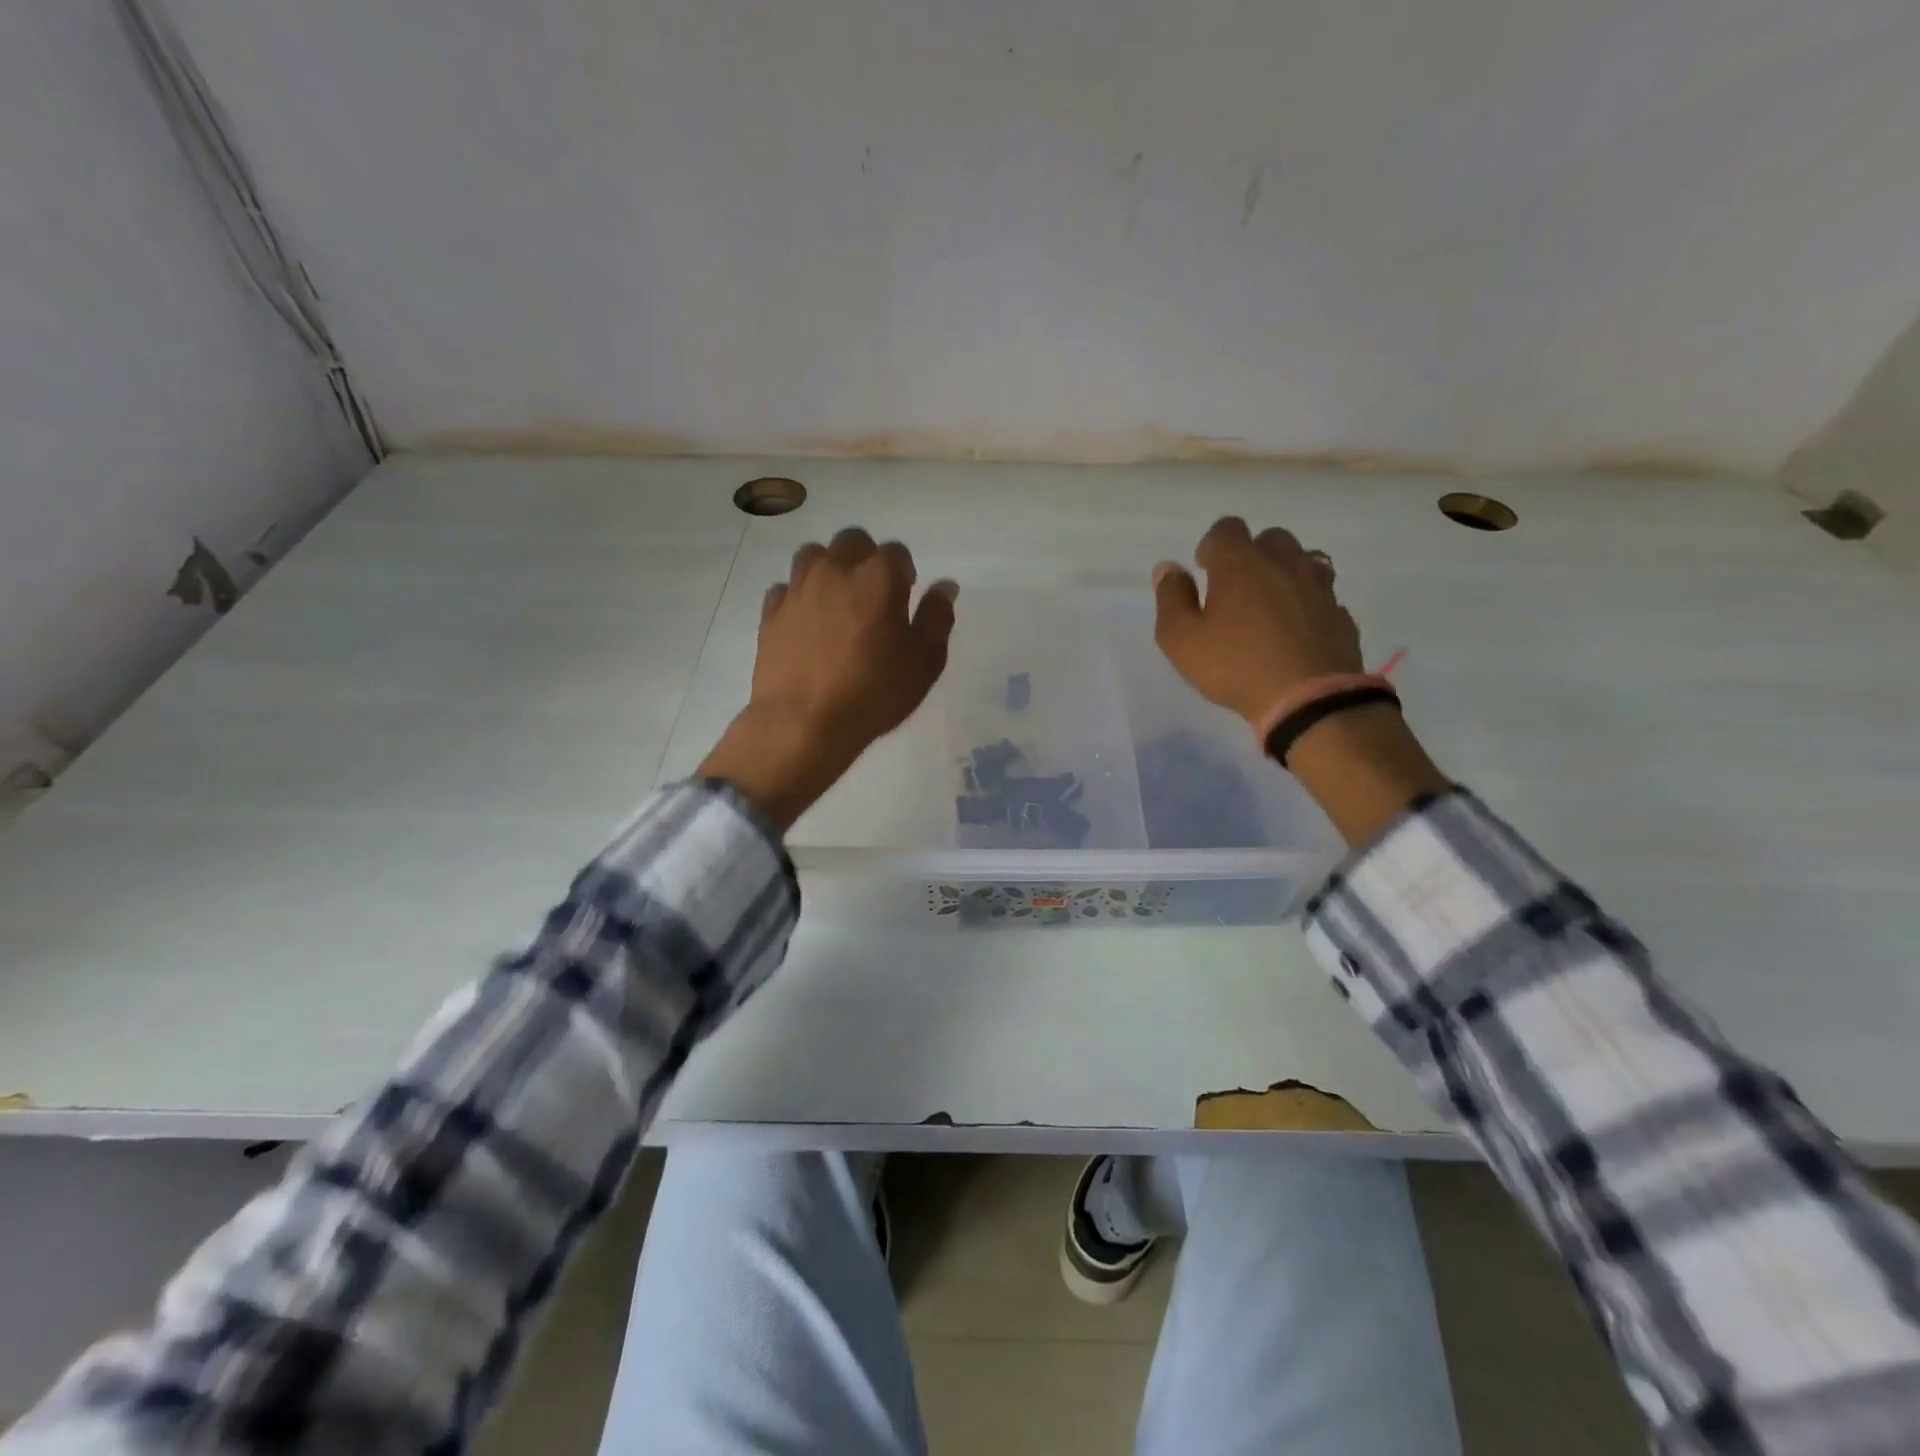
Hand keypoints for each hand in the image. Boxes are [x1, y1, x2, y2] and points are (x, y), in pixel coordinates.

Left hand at [698, 528, 957, 830]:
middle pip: (852, 541)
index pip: (896, 552)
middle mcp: (836, 570)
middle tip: (872, 594)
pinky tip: (806, 621)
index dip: (904, 572)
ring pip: (813, 555)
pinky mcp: (771, 611)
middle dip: (865, 558)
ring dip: (829, 568)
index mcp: (878, 577)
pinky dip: (798, 596)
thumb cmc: (873, 693)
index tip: (905, 596)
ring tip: (837, 601)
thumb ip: (936, 618)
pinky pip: (786, 587)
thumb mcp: (924, 663)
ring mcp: (798, 588)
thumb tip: (945, 586)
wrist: (803, 723)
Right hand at [1152, 516, 1448, 845]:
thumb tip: (1168, 568)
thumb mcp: (1181, 639)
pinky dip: (1308, 602)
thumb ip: (1171, 599)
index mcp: (1241, 564)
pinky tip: (1296, 628)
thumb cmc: (1234, 666)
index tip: (1205, 570)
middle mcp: (1284, 563)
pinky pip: (1322, 595)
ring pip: (1304, 560)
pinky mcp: (1340, 614)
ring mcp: (1318, 587)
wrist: (1308, 699)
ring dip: (1285, 572)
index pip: (1227, 528)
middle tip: (1238, 587)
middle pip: (1271, 538)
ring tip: (1270, 602)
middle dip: (1252, 554)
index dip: (1213, 544)